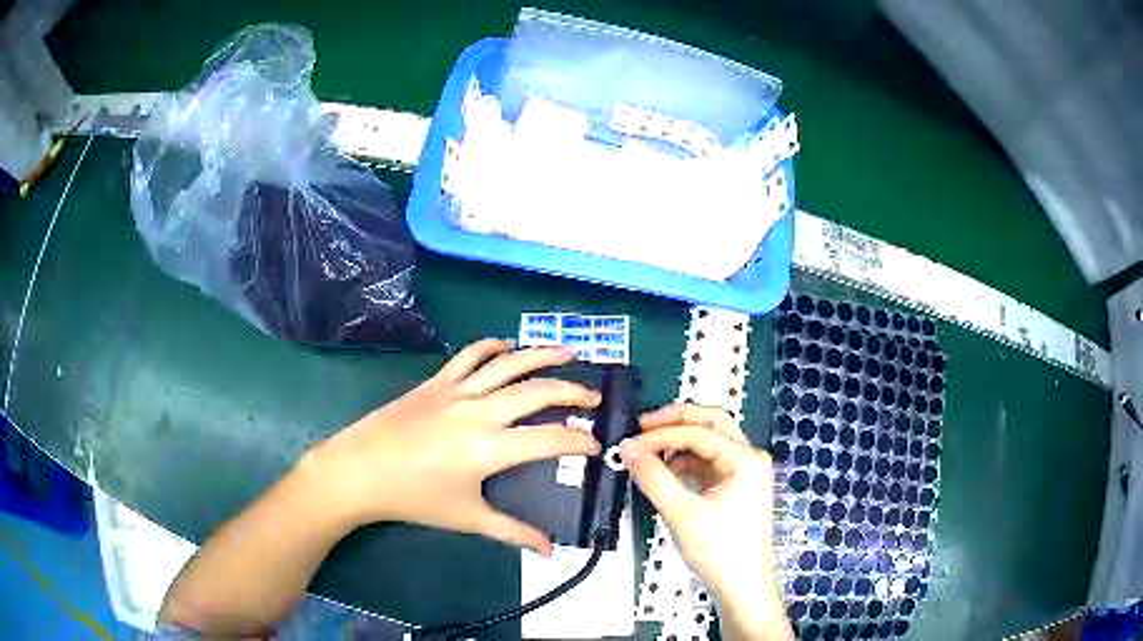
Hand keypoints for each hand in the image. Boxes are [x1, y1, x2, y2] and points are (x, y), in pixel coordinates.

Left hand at [310, 339, 601, 554]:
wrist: (359, 470)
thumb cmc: (413, 498)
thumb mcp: (466, 517)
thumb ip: (512, 532)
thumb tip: (549, 551)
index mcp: (488, 448)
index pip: (550, 438)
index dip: (580, 441)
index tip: (596, 444)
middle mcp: (478, 411)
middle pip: (537, 391)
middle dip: (573, 392)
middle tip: (595, 397)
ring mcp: (456, 391)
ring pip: (508, 363)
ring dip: (542, 355)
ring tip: (569, 352)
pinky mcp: (436, 382)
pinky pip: (469, 356)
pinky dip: (492, 346)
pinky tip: (508, 345)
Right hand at [620, 404, 792, 640]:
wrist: (743, 588)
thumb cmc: (719, 552)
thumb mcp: (682, 514)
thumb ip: (653, 477)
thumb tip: (627, 448)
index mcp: (746, 459)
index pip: (699, 432)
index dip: (661, 435)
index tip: (630, 443)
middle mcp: (750, 458)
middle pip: (712, 423)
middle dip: (676, 421)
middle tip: (643, 427)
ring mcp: (745, 473)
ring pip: (710, 442)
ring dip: (680, 442)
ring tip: (649, 453)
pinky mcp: (737, 488)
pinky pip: (709, 463)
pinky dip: (686, 462)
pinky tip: (666, 472)